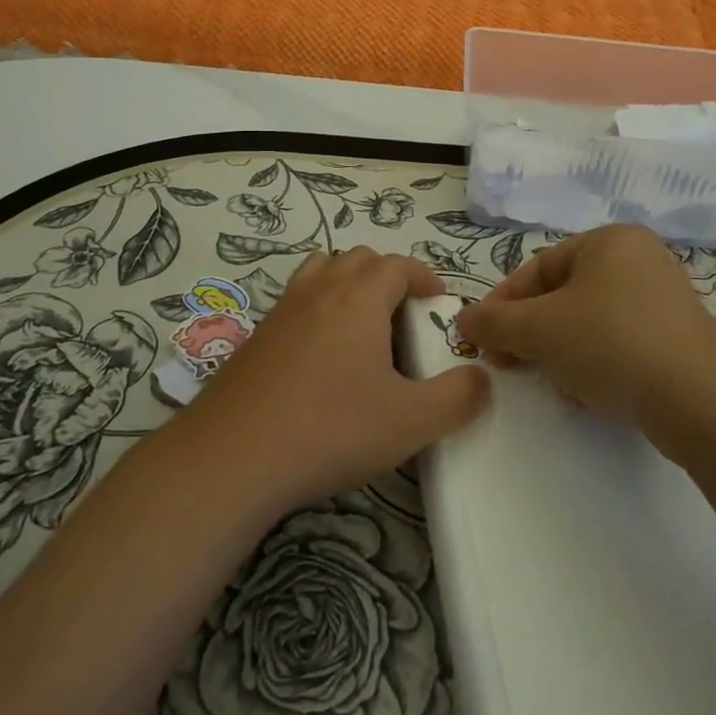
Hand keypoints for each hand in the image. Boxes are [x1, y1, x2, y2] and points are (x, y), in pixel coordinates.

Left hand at [184, 246, 490, 514]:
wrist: (233, 455)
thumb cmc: (331, 429)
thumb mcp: (410, 422)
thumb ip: (457, 398)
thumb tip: (482, 377)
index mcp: (359, 297)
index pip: (397, 264)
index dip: (424, 276)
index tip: (439, 300)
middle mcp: (319, 290)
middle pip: (358, 258)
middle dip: (388, 276)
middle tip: (405, 315)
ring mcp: (282, 309)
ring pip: (321, 271)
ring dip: (348, 283)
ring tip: (363, 324)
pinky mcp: (256, 335)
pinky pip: (296, 300)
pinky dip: (318, 307)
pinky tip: (321, 356)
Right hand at [456, 224, 715, 431]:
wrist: (700, 401)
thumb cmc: (610, 343)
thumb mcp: (538, 330)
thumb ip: (494, 322)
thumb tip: (463, 319)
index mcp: (610, 240)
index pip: (538, 268)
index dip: (503, 303)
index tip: (482, 338)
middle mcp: (641, 260)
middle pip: (564, 296)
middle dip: (533, 333)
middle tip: (511, 363)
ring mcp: (665, 300)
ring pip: (590, 323)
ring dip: (562, 352)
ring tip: (555, 383)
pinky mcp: (681, 340)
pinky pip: (621, 344)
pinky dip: (597, 364)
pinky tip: (590, 394)